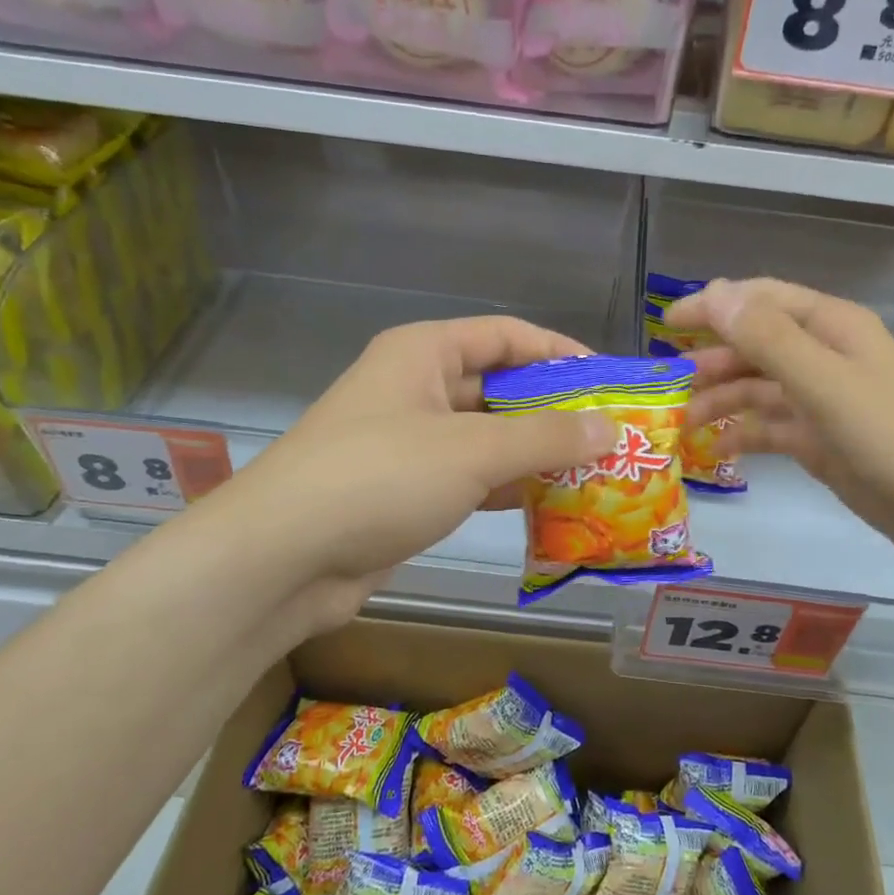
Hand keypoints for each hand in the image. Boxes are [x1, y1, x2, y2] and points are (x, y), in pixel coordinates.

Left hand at [203, 317, 615, 630]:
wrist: (283, 559)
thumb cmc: (379, 478)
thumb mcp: (473, 450)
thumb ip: (546, 437)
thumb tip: (609, 428)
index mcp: (423, 353)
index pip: (505, 335)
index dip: (558, 351)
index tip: (607, 381)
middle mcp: (415, 389)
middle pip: (499, 386)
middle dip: (554, 410)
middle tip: (610, 435)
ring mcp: (410, 443)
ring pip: (488, 437)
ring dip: (536, 454)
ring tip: (596, 472)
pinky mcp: (407, 491)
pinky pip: (471, 478)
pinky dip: (509, 488)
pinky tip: (553, 505)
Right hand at [667, 278, 893, 563]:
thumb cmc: (888, 434)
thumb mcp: (824, 381)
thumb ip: (768, 338)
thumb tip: (715, 294)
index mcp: (830, 327)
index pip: (761, 300)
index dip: (714, 306)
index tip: (667, 323)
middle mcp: (824, 356)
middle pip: (755, 345)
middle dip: (711, 359)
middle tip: (668, 383)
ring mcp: (821, 399)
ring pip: (757, 387)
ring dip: (720, 399)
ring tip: (683, 422)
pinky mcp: (819, 438)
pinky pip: (769, 426)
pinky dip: (742, 433)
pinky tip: (716, 449)